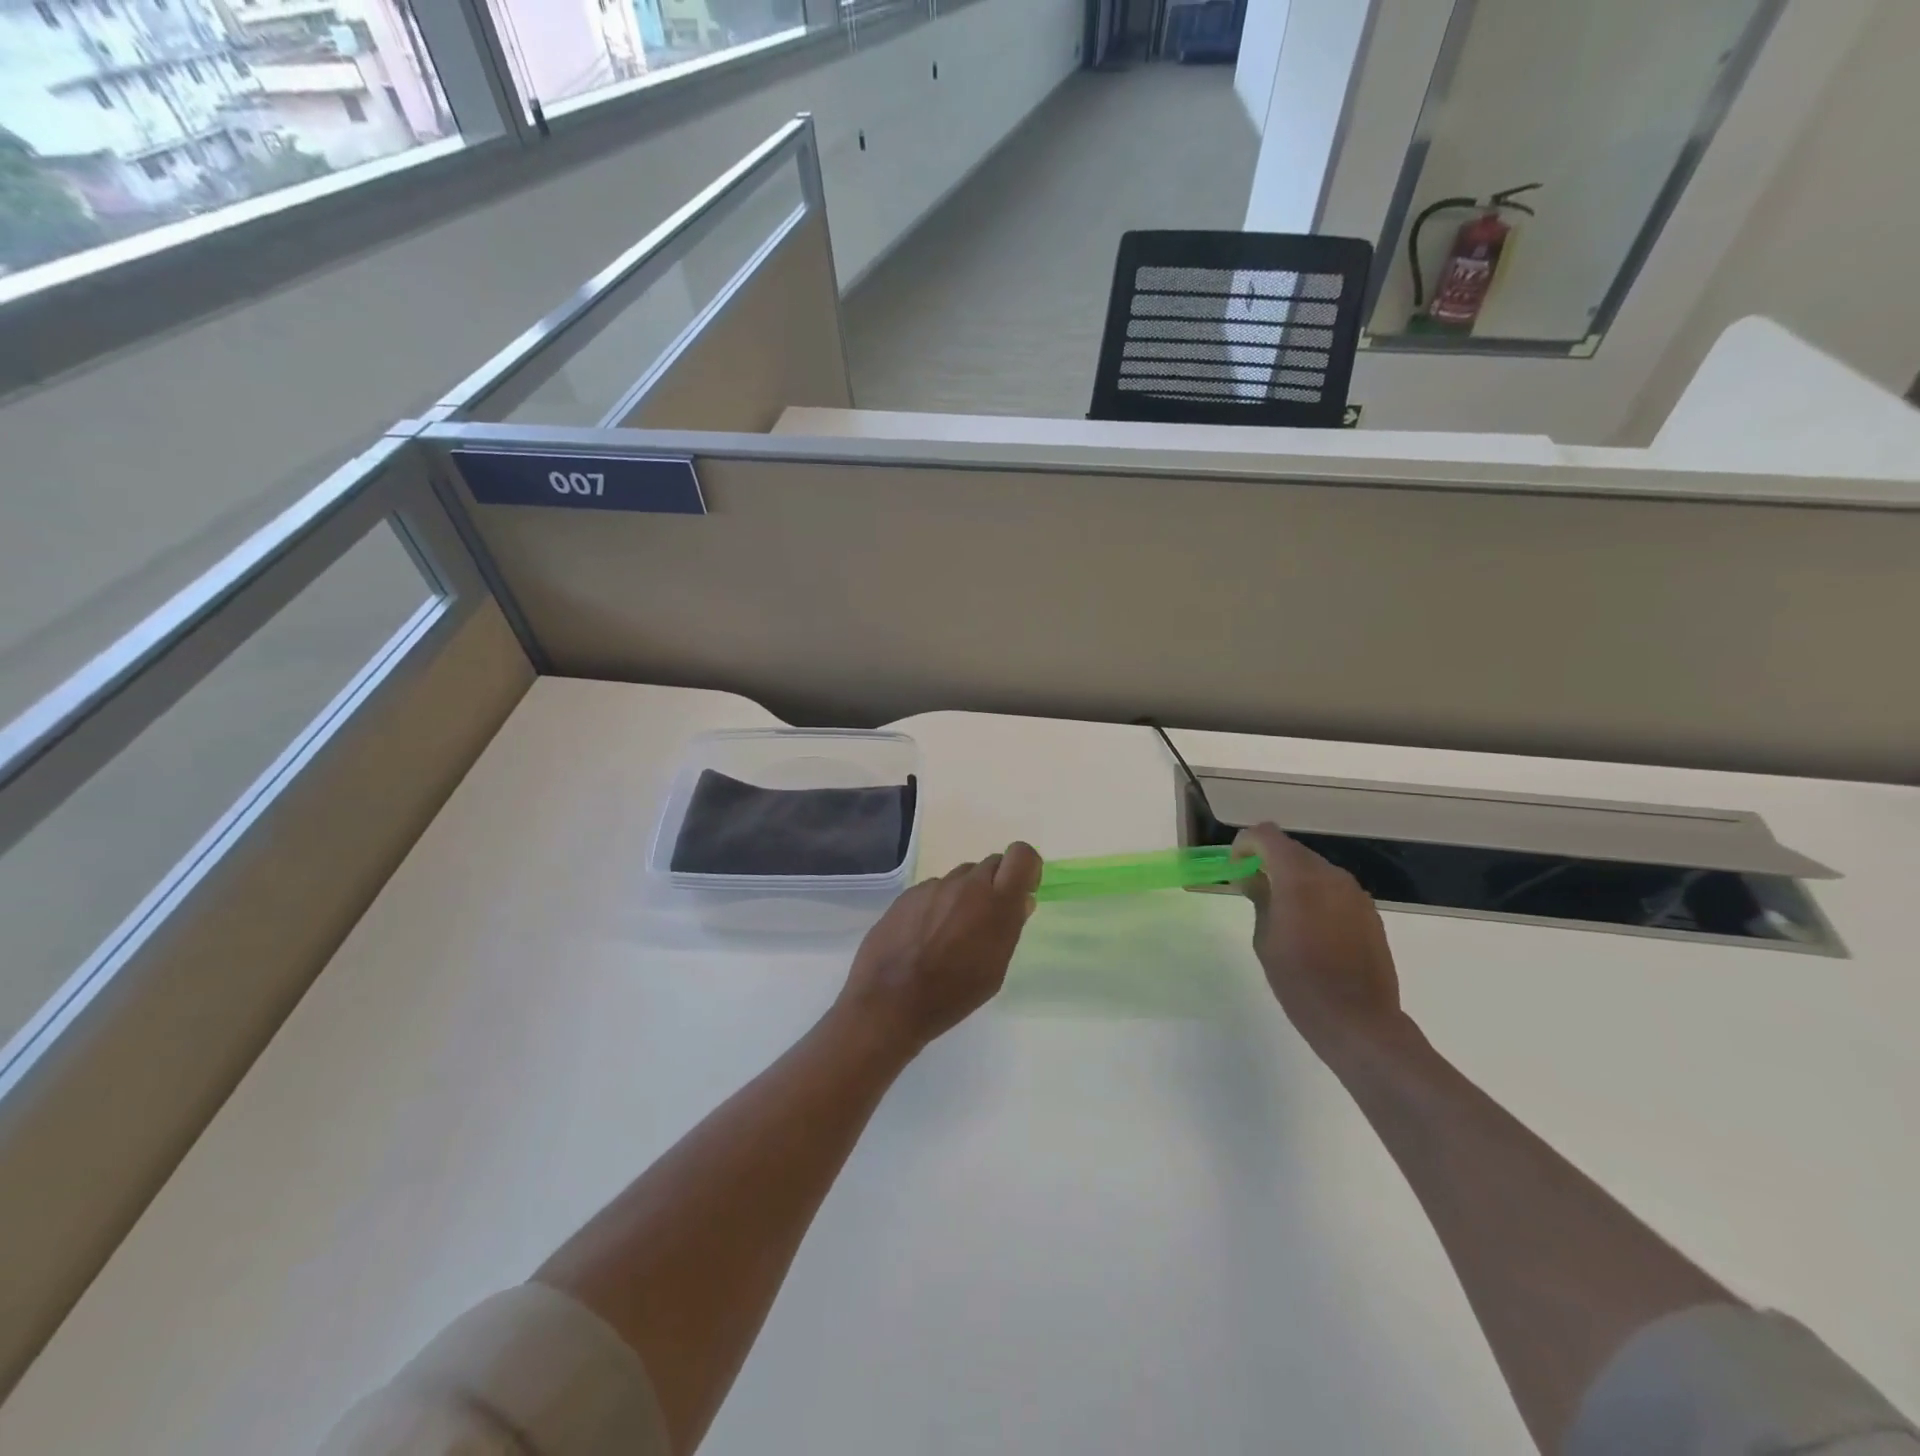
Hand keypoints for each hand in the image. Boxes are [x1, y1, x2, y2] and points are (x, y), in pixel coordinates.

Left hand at [836, 843, 1043, 1053]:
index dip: (1026, 868)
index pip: (1021, 855)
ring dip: (966, 894)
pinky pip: (934, 889)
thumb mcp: (994, 970)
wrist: (889, 1001)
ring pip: (961, 877)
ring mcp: (934, 886)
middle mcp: (966, 885)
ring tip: (951, 931)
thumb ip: (1010, 928)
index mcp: (996, 903)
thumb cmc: (952, 995)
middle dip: (996, 884)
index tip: (1022, 891)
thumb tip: (1021, 901)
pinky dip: (938, 904)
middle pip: (991, 864)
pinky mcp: (908, 893)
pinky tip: (925, 935)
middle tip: (986, 918)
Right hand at [1232, 823, 1403, 1054]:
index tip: (1236, 869)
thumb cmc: (1299, 982)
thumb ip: (1260, 898)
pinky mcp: (1368, 912)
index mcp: (1299, 879)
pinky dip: (1315, 894)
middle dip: (1268, 861)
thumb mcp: (1265, 940)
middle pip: (1292, 850)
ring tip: (1281, 911)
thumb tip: (1255, 878)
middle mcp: (1331, 876)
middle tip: (1253, 890)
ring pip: (1314, 868)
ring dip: (1292, 878)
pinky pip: (1333, 888)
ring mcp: (1354, 893)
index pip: (1266, 835)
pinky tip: (1310, 927)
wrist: (1358, 1020)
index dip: (1245, 844)